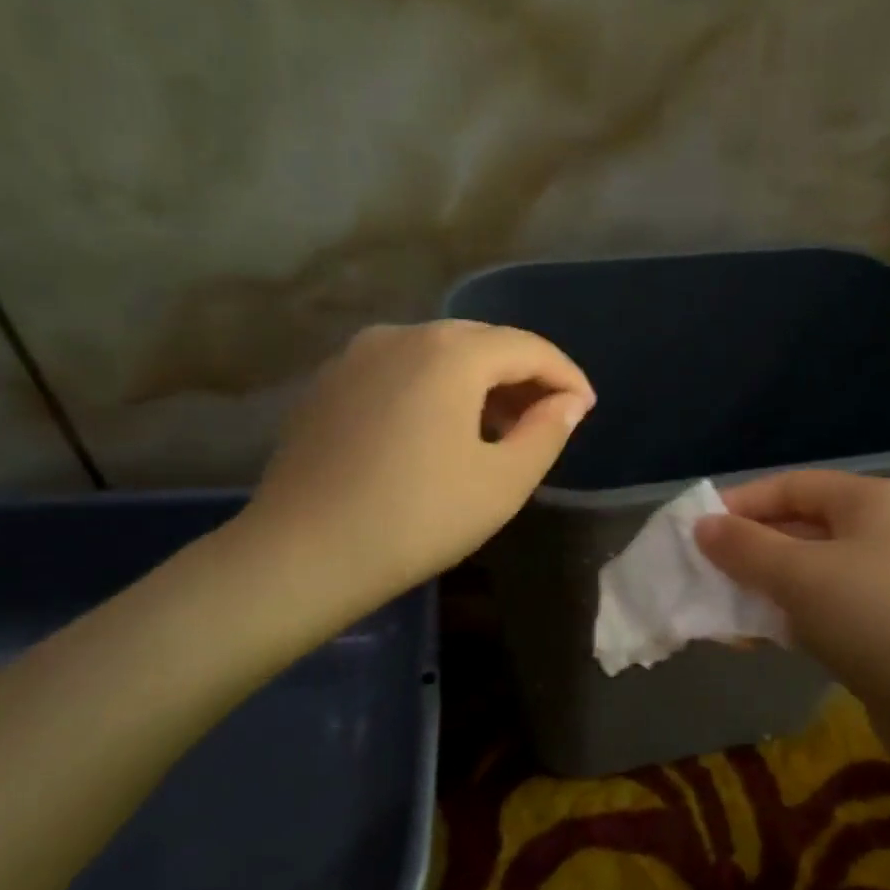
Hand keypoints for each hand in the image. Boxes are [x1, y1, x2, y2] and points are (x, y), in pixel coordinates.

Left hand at [235, 321, 593, 606]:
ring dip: (478, 383)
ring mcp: (357, 356)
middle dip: (522, 376)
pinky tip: (439, 431)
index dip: (565, 376)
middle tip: (547, 418)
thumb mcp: (501, 483)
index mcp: (450, 352)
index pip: (528, 348)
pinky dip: (434, 390)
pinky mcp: (329, 383)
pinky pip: (400, 371)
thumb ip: (547, 432)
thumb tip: (568, 402)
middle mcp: (402, 335)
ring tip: (499, 428)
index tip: (586, 408)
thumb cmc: (418, 519)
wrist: (303, 553)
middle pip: (482, 343)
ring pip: (438, 354)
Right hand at [694, 471, 889, 711]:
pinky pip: (823, 612)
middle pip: (798, 529)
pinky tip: (754, 640)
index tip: (695, 532)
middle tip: (700, 576)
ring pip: (807, 575)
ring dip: (762, 590)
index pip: (791, 486)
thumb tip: (702, 526)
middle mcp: (881, 535)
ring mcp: (887, 586)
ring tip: (716, 612)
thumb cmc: (880, 620)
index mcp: (870, 502)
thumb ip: (745, 548)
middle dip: (747, 552)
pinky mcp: (885, 632)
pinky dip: (788, 620)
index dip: (740, 504)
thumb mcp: (801, 575)